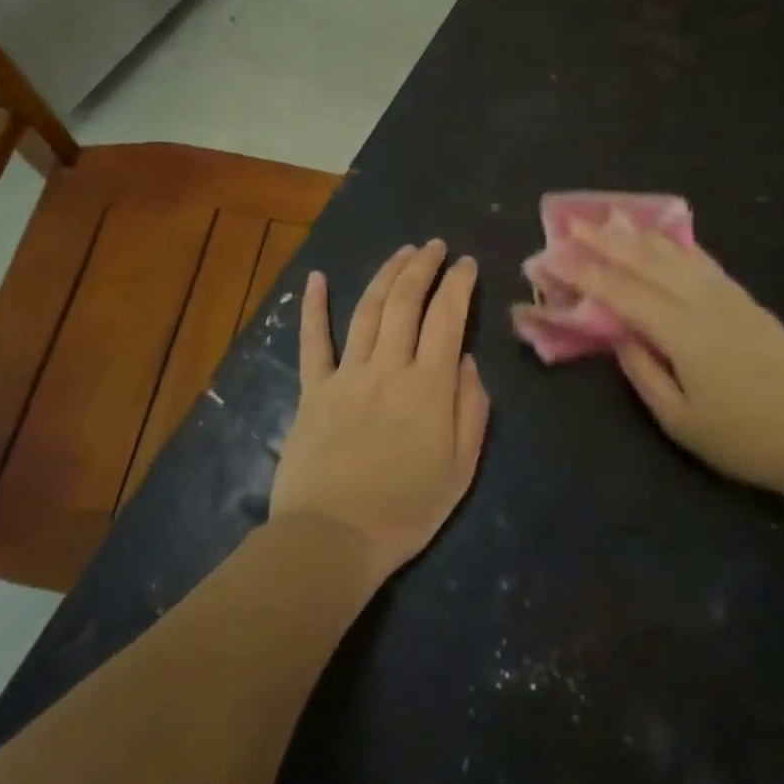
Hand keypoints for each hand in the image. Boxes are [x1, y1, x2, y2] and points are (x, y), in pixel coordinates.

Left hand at [269, 241, 491, 585]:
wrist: (334, 537)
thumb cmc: (406, 509)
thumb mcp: (461, 468)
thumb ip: (471, 409)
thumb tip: (466, 362)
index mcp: (429, 386)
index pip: (447, 318)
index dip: (459, 284)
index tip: (467, 263)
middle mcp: (388, 368)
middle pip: (406, 302)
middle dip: (422, 266)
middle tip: (434, 246)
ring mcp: (346, 375)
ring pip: (368, 310)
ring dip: (386, 275)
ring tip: (401, 252)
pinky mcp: (313, 390)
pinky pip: (313, 342)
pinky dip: (314, 307)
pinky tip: (318, 278)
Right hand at [559, 221, 783, 495]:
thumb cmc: (744, 437)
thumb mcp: (680, 420)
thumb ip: (644, 372)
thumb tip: (618, 335)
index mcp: (681, 331)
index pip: (621, 292)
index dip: (583, 272)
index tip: (552, 255)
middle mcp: (703, 301)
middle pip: (646, 261)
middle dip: (605, 240)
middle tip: (571, 223)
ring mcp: (728, 296)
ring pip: (675, 253)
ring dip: (638, 235)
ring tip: (610, 219)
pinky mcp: (745, 300)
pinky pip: (701, 261)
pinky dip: (674, 245)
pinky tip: (662, 239)